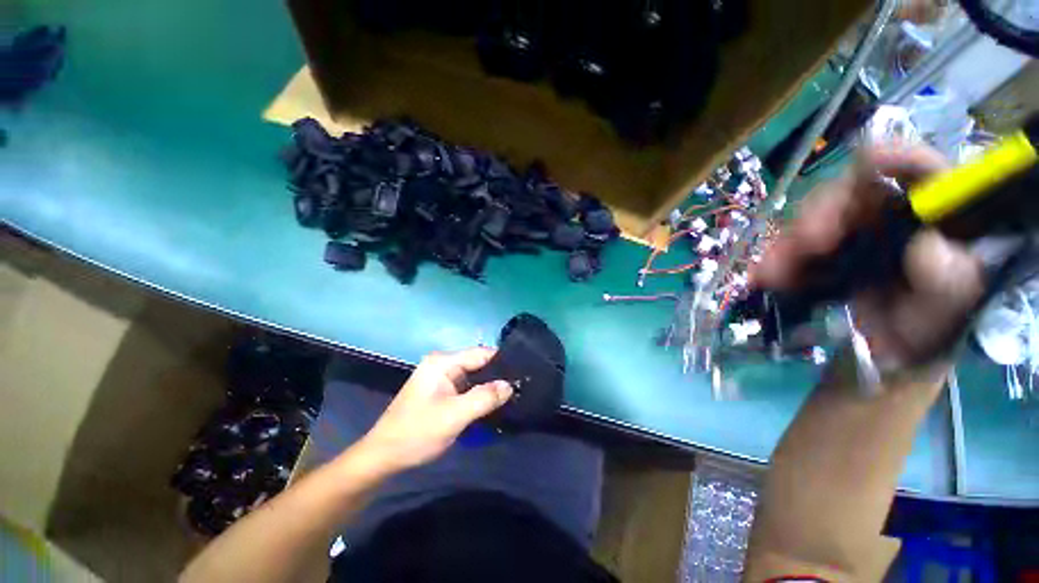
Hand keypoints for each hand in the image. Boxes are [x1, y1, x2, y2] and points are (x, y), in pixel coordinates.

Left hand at [357, 348, 512, 472]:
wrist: (383, 457)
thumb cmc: (416, 433)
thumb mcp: (454, 416)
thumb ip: (484, 398)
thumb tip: (510, 385)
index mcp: (443, 362)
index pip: (481, 353)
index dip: (502, 362)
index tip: (522, 374)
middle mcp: (442, 364)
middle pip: (478, 364)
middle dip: (497, 376)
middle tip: (519, 389)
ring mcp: (441, 378)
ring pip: (474, 376)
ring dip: (489, 387)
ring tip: (511, 396)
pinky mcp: (441, 391)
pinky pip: (466, 387)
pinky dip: (479, 394)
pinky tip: (492, 404)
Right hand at [753, 144, 983, 369]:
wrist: (899, 354)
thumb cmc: (936, 329)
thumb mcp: (951, 310)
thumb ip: (950, 282)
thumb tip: (928, 249)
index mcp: (933, 214)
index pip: (920, 170)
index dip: (896, 158)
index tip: (870, 162)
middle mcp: (891, 215)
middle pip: (851, 194)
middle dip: (822, 213)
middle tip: (808, 242)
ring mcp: (854, 234)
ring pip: (813, 222)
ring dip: (789, 244)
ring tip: (772, 271)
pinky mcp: (827, 255)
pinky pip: (795, 250)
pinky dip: (777, 262)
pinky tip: (766, 277)